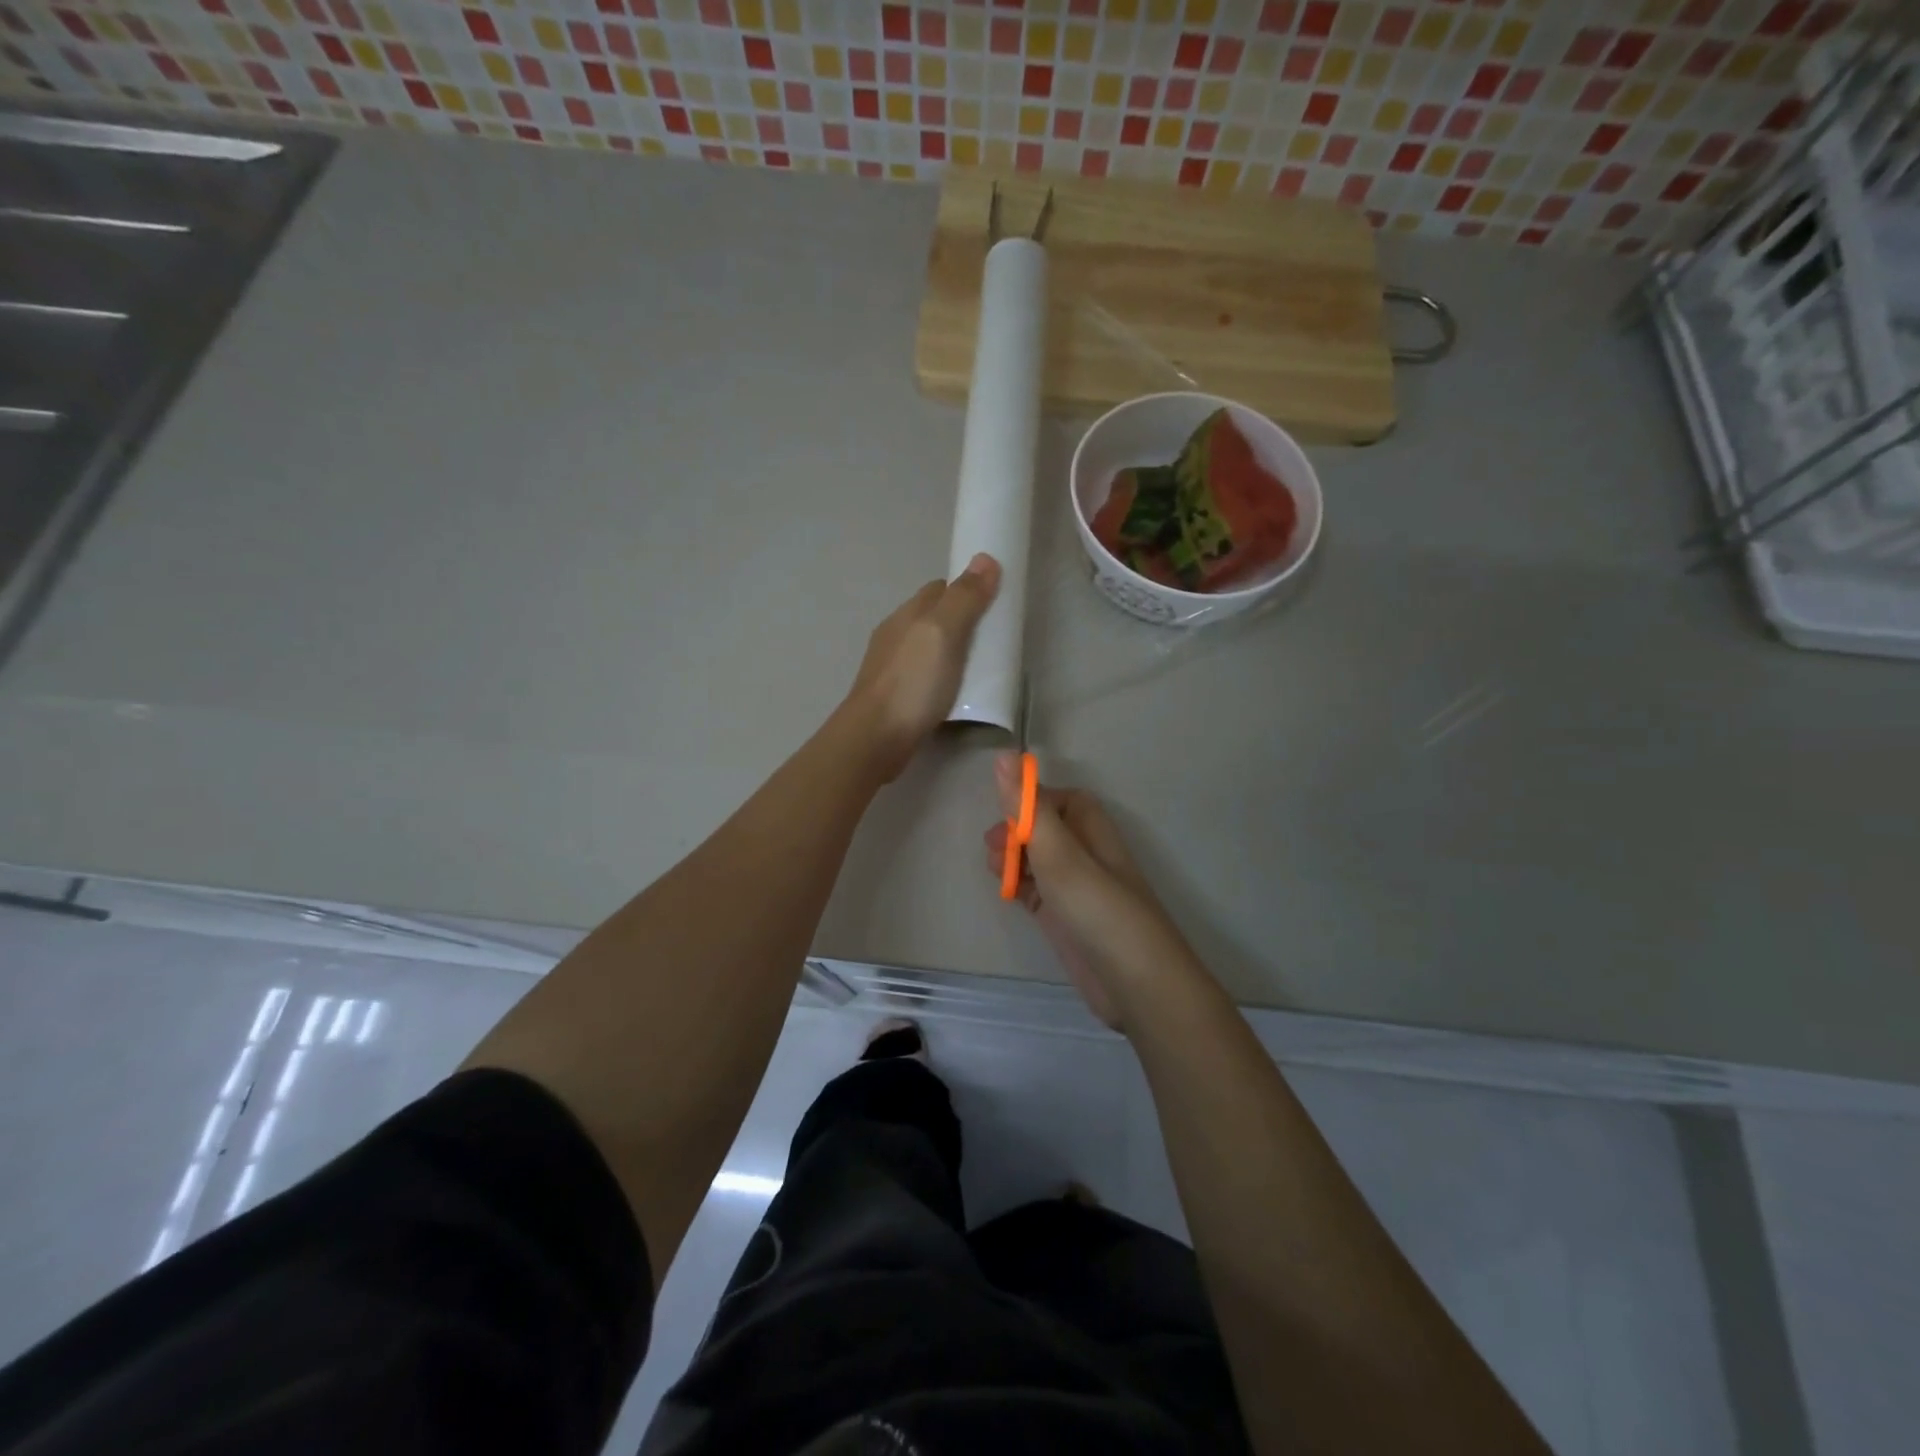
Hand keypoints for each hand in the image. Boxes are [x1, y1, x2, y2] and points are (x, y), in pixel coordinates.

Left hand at [843, 554, 1000, 780]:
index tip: (992, 604)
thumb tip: (985, 558)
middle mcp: (895, 635)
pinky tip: (953, 693)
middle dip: (960, 622)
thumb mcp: (943, 633)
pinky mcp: (893, 697)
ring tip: (978, 668)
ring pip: (926, 649)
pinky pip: (923, 676)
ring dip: (950, 652)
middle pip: (932, 618)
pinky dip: (941, 678)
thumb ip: (964, 599)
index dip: (965, 591)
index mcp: (906, 615)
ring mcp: (891, 668)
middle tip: (991, 639)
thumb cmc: (912, 682)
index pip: (938, 589)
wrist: (875, 738)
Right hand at [984, 756, 1189, 1031]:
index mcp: (1091, 828)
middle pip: (1043, 828)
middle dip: (1015, 832)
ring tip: (995, 872)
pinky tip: (1005, 893)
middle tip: (992, 849)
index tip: (1002, 816)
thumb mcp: (1059, 853)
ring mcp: (1076, 888)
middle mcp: (1085, 853)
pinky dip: (1018, 886)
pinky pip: (1036, 890)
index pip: (1057, 799)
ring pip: (1037, 860)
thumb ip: (1028, 807)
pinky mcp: (1066, 918)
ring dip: (1013, 859)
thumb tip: (1005, 754)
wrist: (1136, 985)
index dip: (1028, 801)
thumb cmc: (1098, 909)